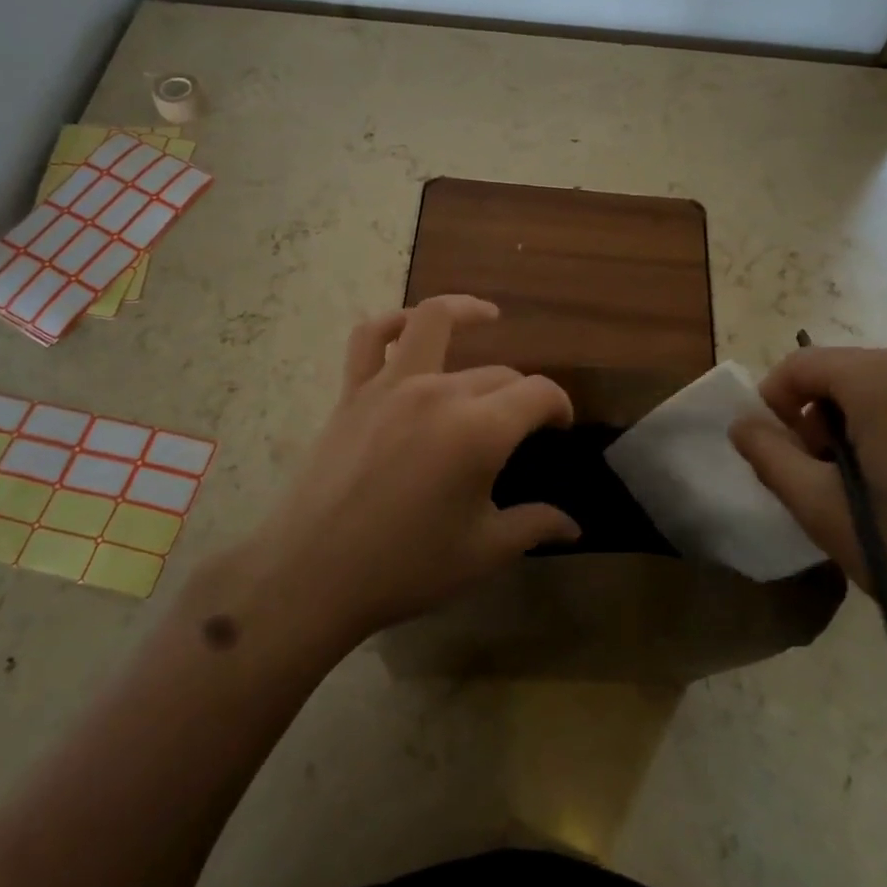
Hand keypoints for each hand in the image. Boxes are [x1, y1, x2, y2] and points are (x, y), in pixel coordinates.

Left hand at [252, 295, 579, 640]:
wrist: (312, 574)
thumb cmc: (405, 568)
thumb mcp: (482, 552)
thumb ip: (534, 526)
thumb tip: (574, 525)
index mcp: (479, 431)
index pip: (538, 393)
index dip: (559, 405)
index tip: (561, 426)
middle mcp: (439, 392)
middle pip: (497, 372)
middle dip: (520, 393)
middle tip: (523, 424)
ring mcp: (391, 385)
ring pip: (434, 321)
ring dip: (466, 312)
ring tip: (487, 317)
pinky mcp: (354, 391)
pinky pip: (371, 337)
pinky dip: (394, 321)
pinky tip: (411, 326)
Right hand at [730, 346, 886, 670]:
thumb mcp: (825, 513)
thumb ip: (771, 458)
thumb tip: (743, 424)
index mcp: (885, 377)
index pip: (802, 365)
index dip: (775, 404)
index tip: (779, 456)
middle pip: (847, 376)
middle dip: (822, 421)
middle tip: (829, 485)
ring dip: (864, 429)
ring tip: (880, 496)